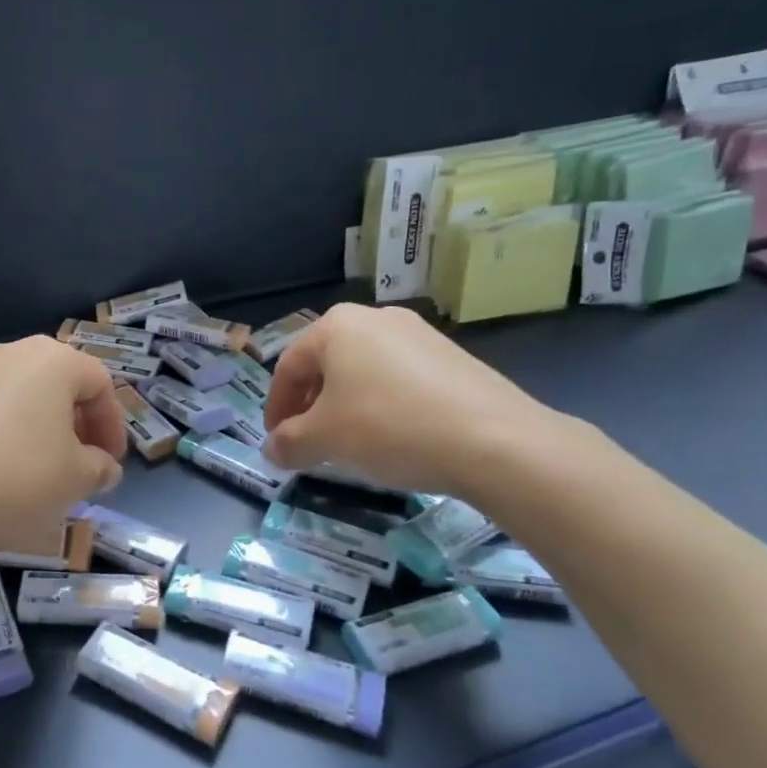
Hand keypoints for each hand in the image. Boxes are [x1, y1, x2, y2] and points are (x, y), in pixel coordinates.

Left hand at [0, 336, 126, 568]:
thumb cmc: (13, 482)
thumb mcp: (75, 480)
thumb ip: (100, 467)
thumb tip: (101, 466)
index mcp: (51, 360)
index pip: (100, 383)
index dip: (113, 425)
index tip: (112, 465)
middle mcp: (9, 353)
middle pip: (58, 384)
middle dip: (78, 425)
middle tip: (82, 466)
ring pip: (21, 397)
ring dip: (41, 431)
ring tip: (42, 474)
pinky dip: (5, 435)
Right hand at [262, 304, 559, 495]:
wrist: (494, 440)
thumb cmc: (389, 428)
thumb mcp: (324, 440)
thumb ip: (287, 443)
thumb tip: (271, 449)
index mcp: (337, 326)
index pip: (288, 367)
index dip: (275, 407)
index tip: (275, 441)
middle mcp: (376, 318)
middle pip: (326, 364)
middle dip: (310, 405)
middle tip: (307, 442)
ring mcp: (419, 333)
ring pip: (363, 371)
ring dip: (345, 406)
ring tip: (349, 443)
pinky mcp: (452, 356)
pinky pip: (399, 378)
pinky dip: (382, 404)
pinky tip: (392, 436)